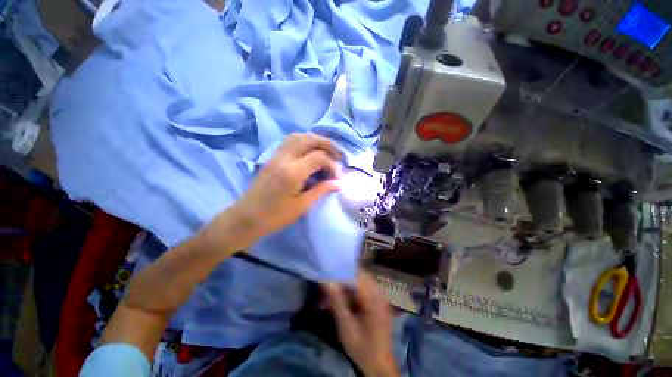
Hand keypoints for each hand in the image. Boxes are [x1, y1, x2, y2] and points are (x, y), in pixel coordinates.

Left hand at [234, 133, 341, 239]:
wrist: (246, 218)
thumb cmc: (275, 216)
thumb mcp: (302, 206)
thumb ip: (321, 190)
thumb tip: (339, 183)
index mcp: (292, 172)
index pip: (319, 157)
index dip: (332, 165)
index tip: (337, 177)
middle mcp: (284, 158)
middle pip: (310, 140)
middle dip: (328, 145)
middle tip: (339, 156)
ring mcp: (276, 156)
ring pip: (299, 137)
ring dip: (316, 140)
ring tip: (327, 151)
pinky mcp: (272, 157)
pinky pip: (290, 141)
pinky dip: (304, 141)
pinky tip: (310, 151)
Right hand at [323, 272, 398, 376]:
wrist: (380, 364)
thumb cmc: (362, 347)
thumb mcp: (346, 327)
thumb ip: (337, 302)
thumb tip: (327, 281)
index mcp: (373, 299)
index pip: (355, 276)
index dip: (341, 272)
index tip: (327, 273)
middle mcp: (379, 293)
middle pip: (360, 274)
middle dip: (344, 275)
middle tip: (330, 279)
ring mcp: (380, 296)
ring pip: (362, 278)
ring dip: (349, 280)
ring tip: (336, 286)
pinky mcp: (379, 300)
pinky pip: (365, 286)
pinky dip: (354, 287)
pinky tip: (346, 294)